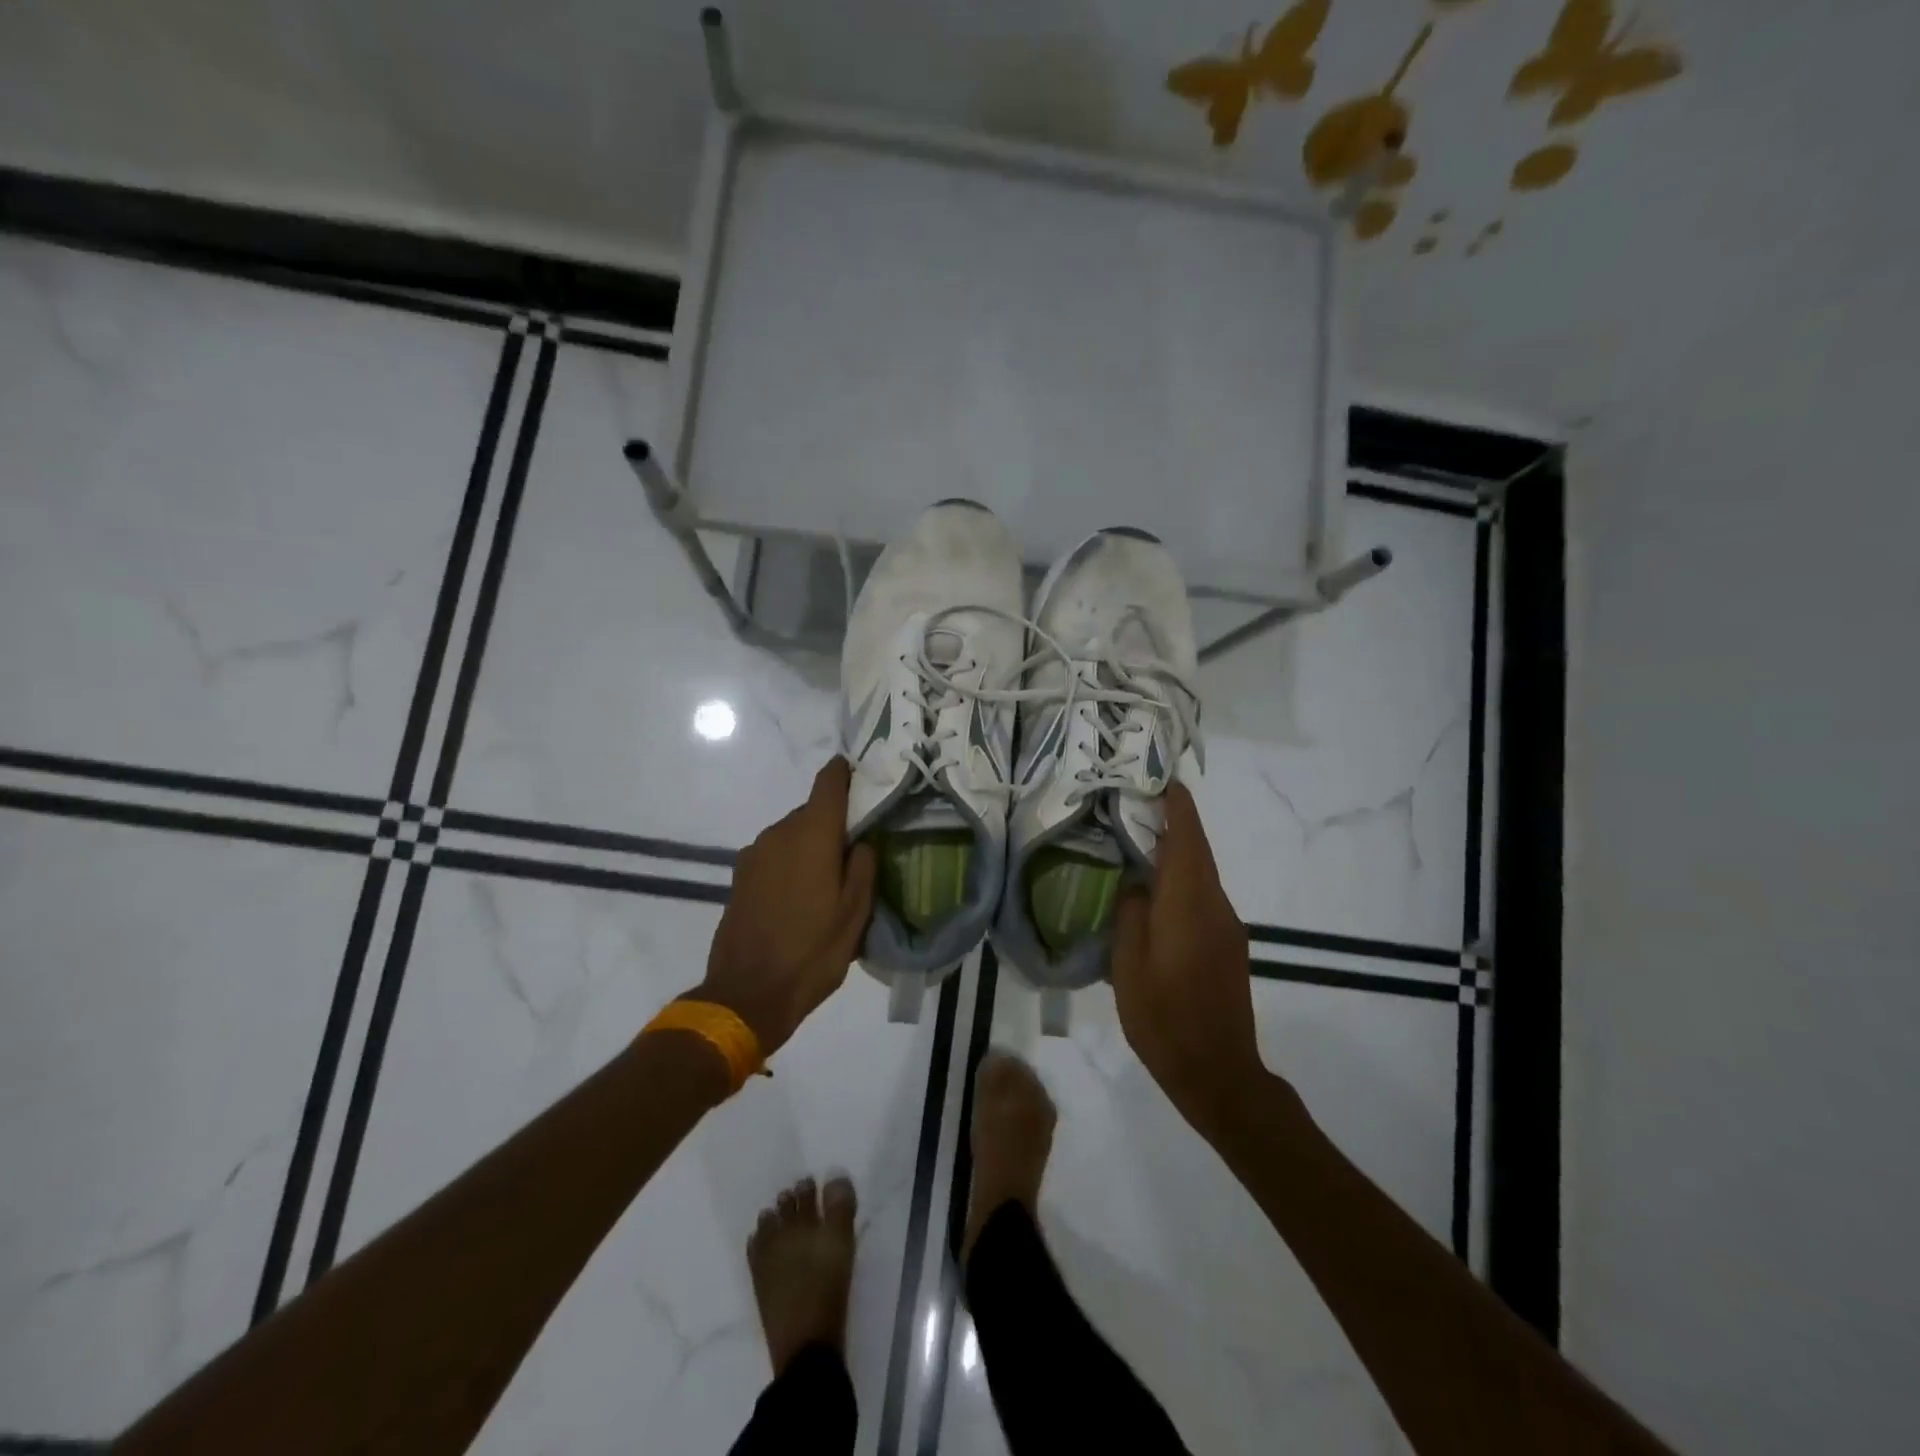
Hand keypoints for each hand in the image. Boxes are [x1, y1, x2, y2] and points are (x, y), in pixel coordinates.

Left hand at [694, 759, 876, 1057]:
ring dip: (812, 846)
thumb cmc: (812, 952)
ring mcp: (754, 854)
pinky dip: (792, 863)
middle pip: (812, 811)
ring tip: (830, 881)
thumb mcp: (855, 913)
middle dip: (834, 824)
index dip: (846, 773)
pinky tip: (802, 896)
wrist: (746, 994)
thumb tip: (860, 841)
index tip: (863, 776)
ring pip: (792, 834)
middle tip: (857, 850)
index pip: (829, 782)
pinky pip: (775, 855)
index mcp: (811, 834)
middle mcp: (779, 833)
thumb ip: (863, 866)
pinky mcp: (740, 875)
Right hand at [1111, 783, 1265, 1138]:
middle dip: (1174, 824)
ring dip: (1177, 854)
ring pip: (1200, 876)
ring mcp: (1227, 928)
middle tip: (1137, 806)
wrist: (1219, 1073)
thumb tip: (1134, 885)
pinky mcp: (1229, 946)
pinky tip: (1154, 895)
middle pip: (1197, 852)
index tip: (1162, 779)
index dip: (1177, 807)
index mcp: (1188, 904)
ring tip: (1138, 846)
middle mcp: (1215, 907)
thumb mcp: (1128, 966)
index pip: (1187, 840)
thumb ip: (1130, 916)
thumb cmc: (1164, 1019)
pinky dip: (1181, 883)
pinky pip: (1202, 899)